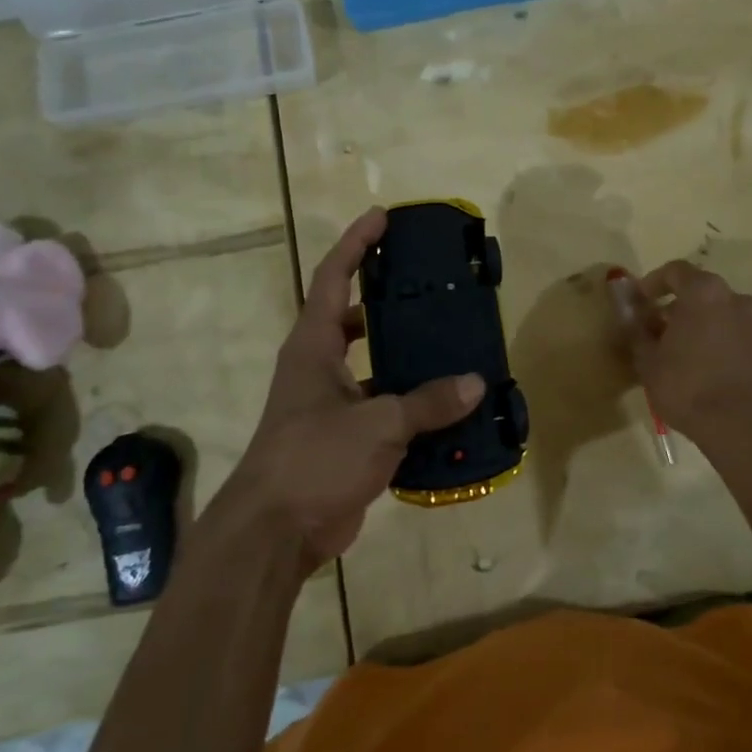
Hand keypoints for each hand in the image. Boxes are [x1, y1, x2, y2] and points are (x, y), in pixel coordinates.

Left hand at [225, 208, 483, 569]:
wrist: (275, 533)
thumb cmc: (314, 459)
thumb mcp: (377, 425)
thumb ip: (428, 402)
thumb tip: (476, 383)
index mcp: (313, 347)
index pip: (332, 278)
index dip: (355, 244)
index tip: (382, 218)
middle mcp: (319, 368)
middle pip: (354, 318)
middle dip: (388, 299)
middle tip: (431, 286)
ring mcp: (332, 406)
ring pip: (375, 367)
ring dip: (407, 357)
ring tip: (453, 344)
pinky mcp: (346, 441)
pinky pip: (386, 410)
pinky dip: (414, 407)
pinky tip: (451, 408)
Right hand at [622, 260, 751, 441]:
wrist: (737, 426)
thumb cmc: (685, 386)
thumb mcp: (647, 359)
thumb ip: (637, 329)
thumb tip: (630, 313)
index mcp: (704, 293)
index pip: (675, 271)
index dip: (654, 282)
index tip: (641, 300)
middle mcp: (735, 299)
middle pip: (702, 291)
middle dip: (678, 305)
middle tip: (659, 328)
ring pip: (722, 313)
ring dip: (702, 322)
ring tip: (684, 349)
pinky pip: (737, 335)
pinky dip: (720, 341)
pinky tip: (706, 366)